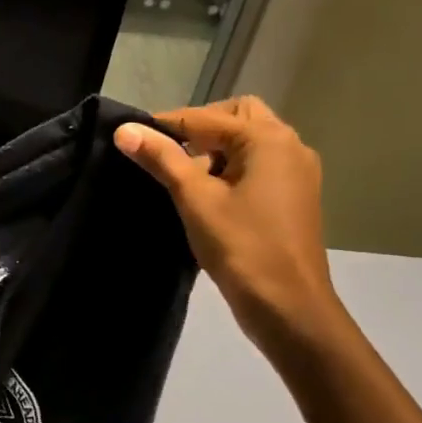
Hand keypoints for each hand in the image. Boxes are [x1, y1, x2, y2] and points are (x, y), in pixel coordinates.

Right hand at [115, 97, 344, 354]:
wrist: (288, 306)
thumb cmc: (241, 247)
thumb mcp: (194, 198)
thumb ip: (161, 159)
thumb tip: (124, 129)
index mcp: (268, 140)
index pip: (207, 117)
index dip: (166, 124)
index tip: (132, 136)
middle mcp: (290, 146)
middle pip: (238, 118)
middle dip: (199, 128)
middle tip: (166, 152)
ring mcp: (297, 173)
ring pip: (249, 143)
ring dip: (215, 149)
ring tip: (182, 176)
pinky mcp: (294, 197)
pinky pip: (258, 166)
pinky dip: (231, 168)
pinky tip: (207, 195)